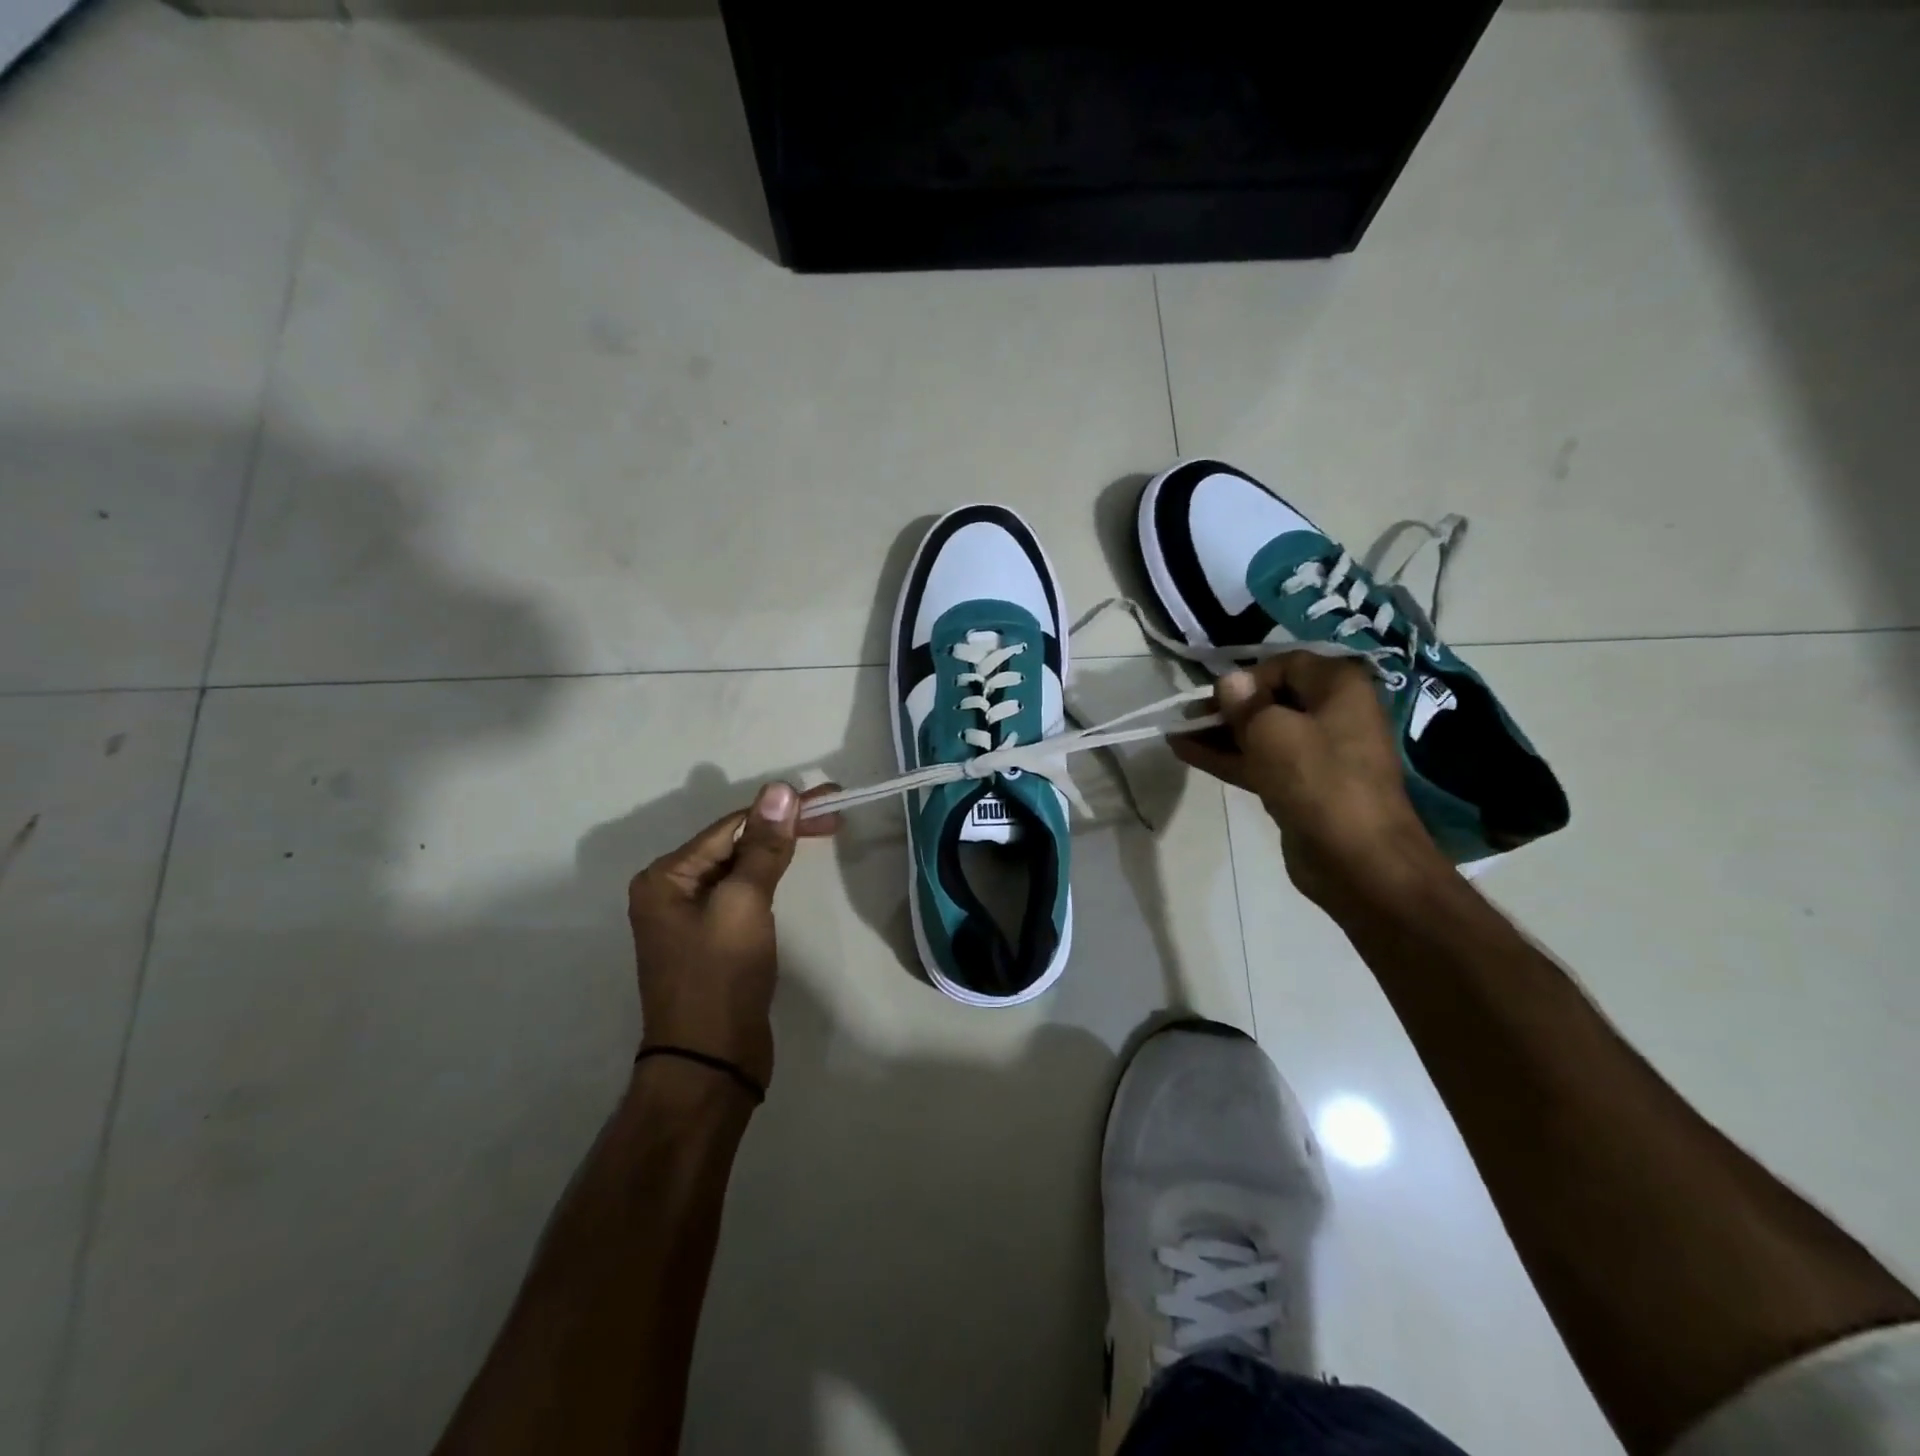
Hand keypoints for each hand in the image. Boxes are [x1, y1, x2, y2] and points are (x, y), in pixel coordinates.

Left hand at [626, 783, 840, 1088]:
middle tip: (835, 816)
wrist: (710, 1063)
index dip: (782, 810)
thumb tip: (780, 789)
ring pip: (741, 869)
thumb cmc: (721, 977)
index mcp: (666, 877)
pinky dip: (769, 878)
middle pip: (735, 844)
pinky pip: (742, 895)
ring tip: (822, 832)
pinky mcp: (712, 940)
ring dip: (778, 849)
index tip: (829, 799)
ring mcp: (690, 918)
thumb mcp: (744, 903)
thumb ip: (763, 846)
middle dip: (783, 828)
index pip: (732, 826)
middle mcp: (671, 891)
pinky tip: (789, 870)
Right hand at [1172, 654, 1447, 910]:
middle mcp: (1333, 713)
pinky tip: (1187, 753)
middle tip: (1186, 716)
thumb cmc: (1318, 781)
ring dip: (1220, 733)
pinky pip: (1260, 761)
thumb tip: (1229, 681)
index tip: (1217, 699)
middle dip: (1227, 707)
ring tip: (1176, 733)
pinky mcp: (1301, 786)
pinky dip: (1228, 757)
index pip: (1285, 664)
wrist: (1358, 860)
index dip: (1247, 677)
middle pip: (1271, 699)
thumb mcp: (1273, 732)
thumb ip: (1245, 704)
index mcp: (1339, 688)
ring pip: (1262, 733)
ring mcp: (1317, 753)